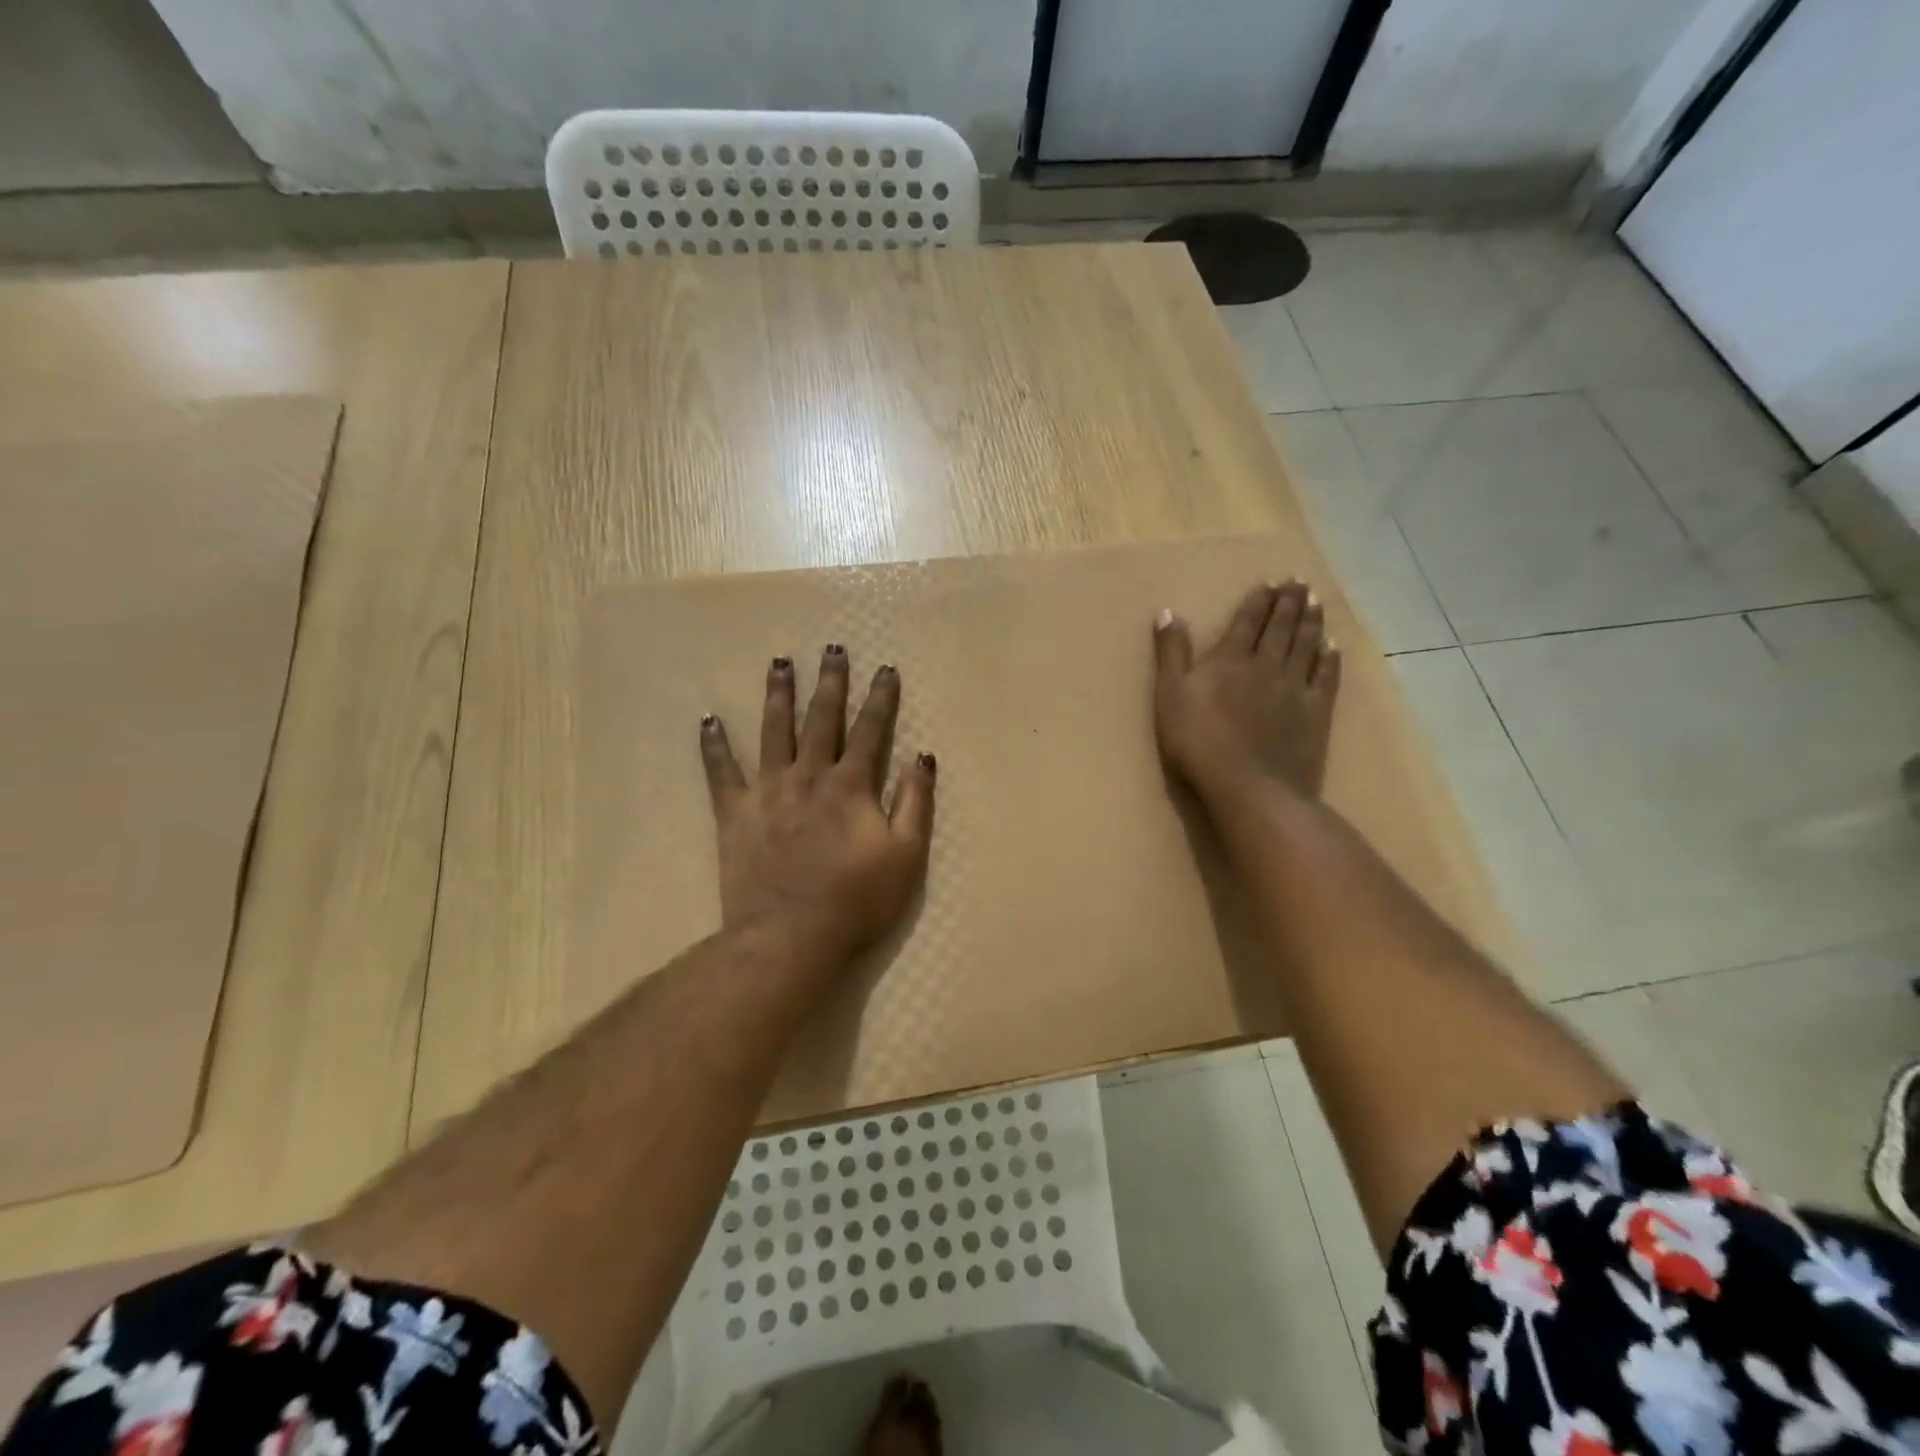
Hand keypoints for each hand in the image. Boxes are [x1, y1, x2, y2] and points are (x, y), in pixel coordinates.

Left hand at [700, 645, 935, 962]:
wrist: (791, 936)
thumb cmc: (857, 899)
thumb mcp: (906, 855)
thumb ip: (915, 802)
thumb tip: (923, 757)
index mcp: (851, 785)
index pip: (870, 730)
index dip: (880, 698)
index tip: (885, 668)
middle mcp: (809, 776)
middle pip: (821, 719)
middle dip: (830, 682)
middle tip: (831, 648)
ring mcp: (768, 791)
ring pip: (773, 731)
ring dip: (778, 695)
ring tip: (779, 662)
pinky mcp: (735, 814)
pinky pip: (721, 772)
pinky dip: (714, 745)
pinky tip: (708, 720)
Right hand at [1153, 580, 1341, 804]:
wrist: (1248, 786)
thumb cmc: (1198, 743)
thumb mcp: (1169, 696)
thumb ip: (1171, 654)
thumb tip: (1168, 612)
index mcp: (1230, 660)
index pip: (1247, 622)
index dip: (1258, 601)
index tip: (1270, 583)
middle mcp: (1266, 665)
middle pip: (1281, 628)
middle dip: (1289, 603)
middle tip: (1300, 582)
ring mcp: (1294, 689)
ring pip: (1306, 646)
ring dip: (1311, 622)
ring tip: (1317, 601)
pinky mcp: (1315, 714)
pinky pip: (1325, 678)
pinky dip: (1330, 659)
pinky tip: (1333, 647)